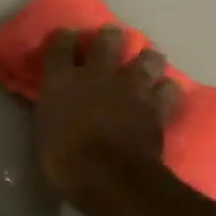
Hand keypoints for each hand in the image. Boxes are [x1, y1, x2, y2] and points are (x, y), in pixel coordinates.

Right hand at [36, 26, 179, 215]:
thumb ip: (53, 110)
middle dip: (111, 36)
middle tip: (113, 38)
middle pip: (107, 40)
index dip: (65, 38)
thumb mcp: (45, 132)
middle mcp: (97, 75)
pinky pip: (169, 89)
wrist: (110, 179)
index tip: (67, 37)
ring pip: (147, 58)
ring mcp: (131, 88)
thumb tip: (57, 104)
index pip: (61, 45)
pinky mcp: (156, 106)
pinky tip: (165, 92)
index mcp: (62, 81)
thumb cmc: (65, 162)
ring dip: (147, 58)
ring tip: (147, 61)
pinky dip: (167, 89)